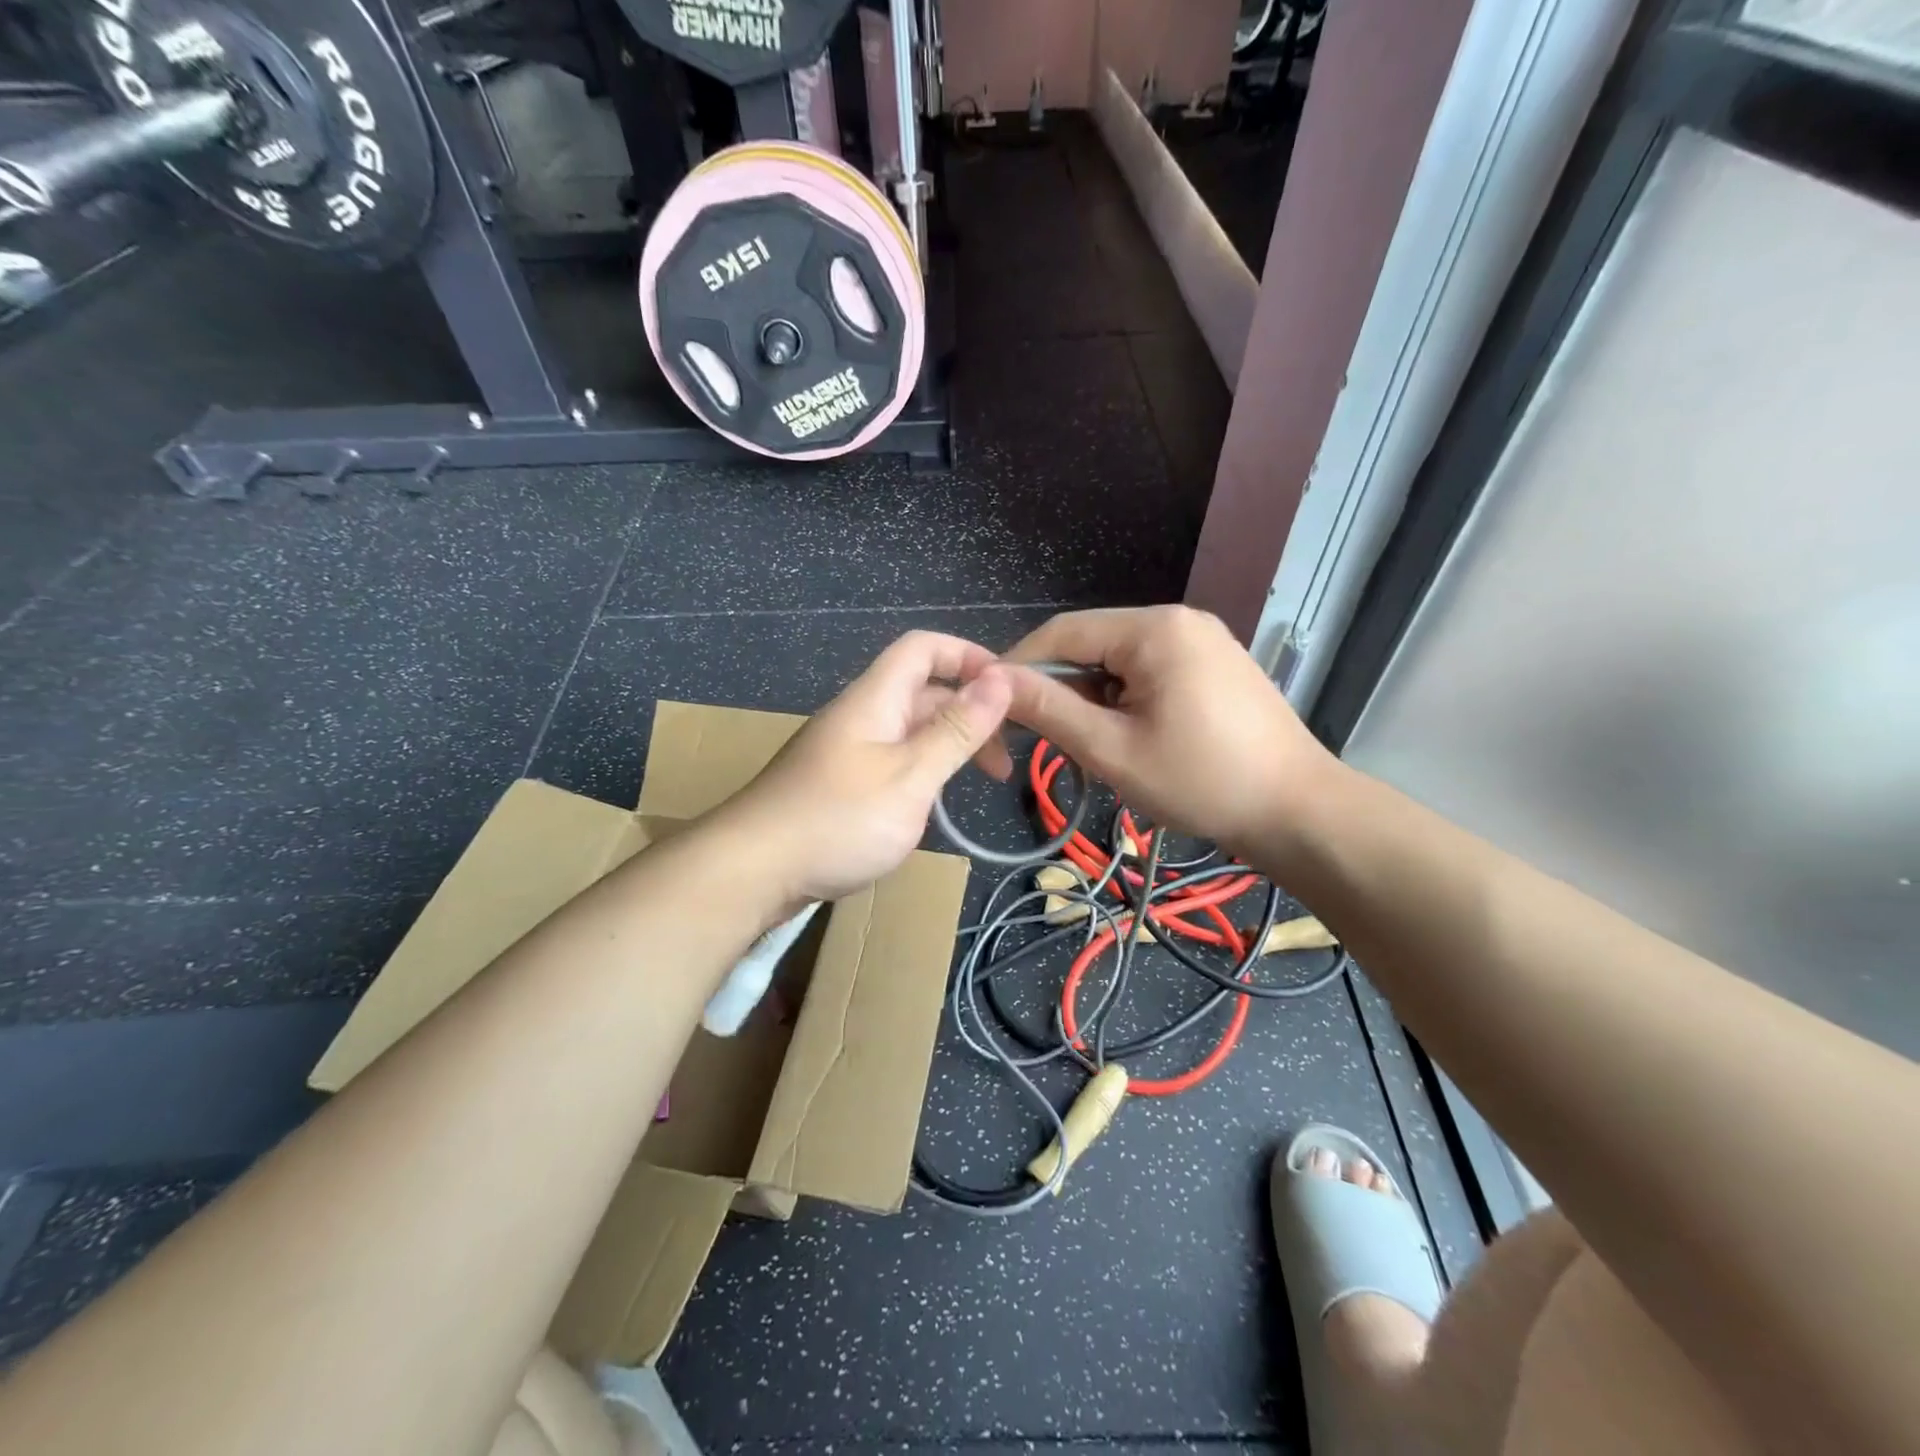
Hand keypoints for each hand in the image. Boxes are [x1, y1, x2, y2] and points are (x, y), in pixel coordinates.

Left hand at [716, 631, 1014, 904]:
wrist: (751, 872)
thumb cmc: (838, 820)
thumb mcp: (910, 776)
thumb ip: (956, 729)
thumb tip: (1002, 678)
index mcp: (874, 699)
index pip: (924, 648)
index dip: (969, 656)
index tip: (1011, 691)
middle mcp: (860, 715)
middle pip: (923, 691)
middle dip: (970, 712)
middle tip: (1004, 758)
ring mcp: (847, 750)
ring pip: (910, 729)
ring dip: (949, 745)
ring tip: (980, 781)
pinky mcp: (840, 783)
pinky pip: (893, 759)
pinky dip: (924, 770)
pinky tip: (934, 802)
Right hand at [1002, 606, 1333, 850]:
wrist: (1299, 812)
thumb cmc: (1201, 782)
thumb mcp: (1113, 750)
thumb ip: (1049, 710)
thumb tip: (994, 681)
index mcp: (1154, 628)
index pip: (1062, 632)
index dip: (1019, 666)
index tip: (992, 705)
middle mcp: (1178, 620)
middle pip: (1092, 645)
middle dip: (1062, 689)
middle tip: (1046, 740)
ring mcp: (1202, 640)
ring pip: (1119, 662)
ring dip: (1094, 700)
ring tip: (1097, 748)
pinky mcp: (1215, 665)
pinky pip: (1150, 672)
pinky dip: (1126, 701)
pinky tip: (1132, 738)